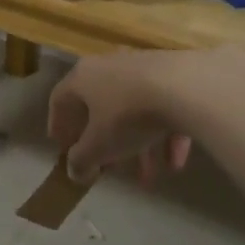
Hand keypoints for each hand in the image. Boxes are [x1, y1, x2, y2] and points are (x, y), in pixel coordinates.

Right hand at [47, 52, 192, 185]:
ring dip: (139, 146)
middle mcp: (110, 67)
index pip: (60, 100)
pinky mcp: (173, 75)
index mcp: (83, 77)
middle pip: (101, 108)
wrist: (186, 86)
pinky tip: (176, 162)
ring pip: (135, 112)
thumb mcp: (100, 145)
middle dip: (106, 144)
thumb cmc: (128, 114)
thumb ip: (82, 160)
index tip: (62, 147)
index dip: (58, 125)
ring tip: (149, 177)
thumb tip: (75, 172)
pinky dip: (165, 135)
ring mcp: (143, 68)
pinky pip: (162, 108)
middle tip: (109, 168)